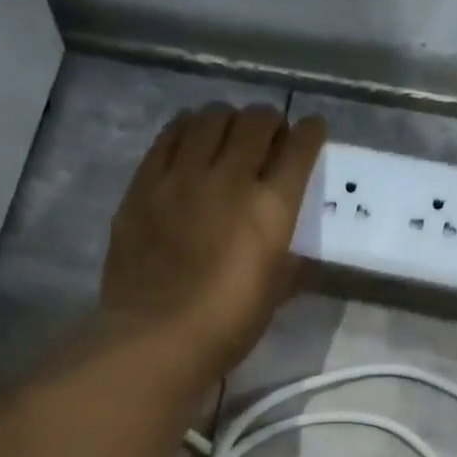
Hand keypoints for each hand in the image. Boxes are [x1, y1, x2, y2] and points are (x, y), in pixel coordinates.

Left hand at [100, 104, 325, 382]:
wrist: (157, 338)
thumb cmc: (227, 326)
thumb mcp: (274, 295)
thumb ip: (289, 263)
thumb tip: (294, 253)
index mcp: (270, 208)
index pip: (299, 149)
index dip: (310, 133)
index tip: (312, 131)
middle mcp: (229, 178)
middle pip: (256, 123)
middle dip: (271, 122)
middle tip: (271, 136)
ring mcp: (182, 176)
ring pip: (211, 118)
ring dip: (229, 119)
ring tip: (229, 134)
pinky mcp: (144, 183)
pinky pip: (169, 136)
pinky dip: (187, 128)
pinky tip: (191, 138)